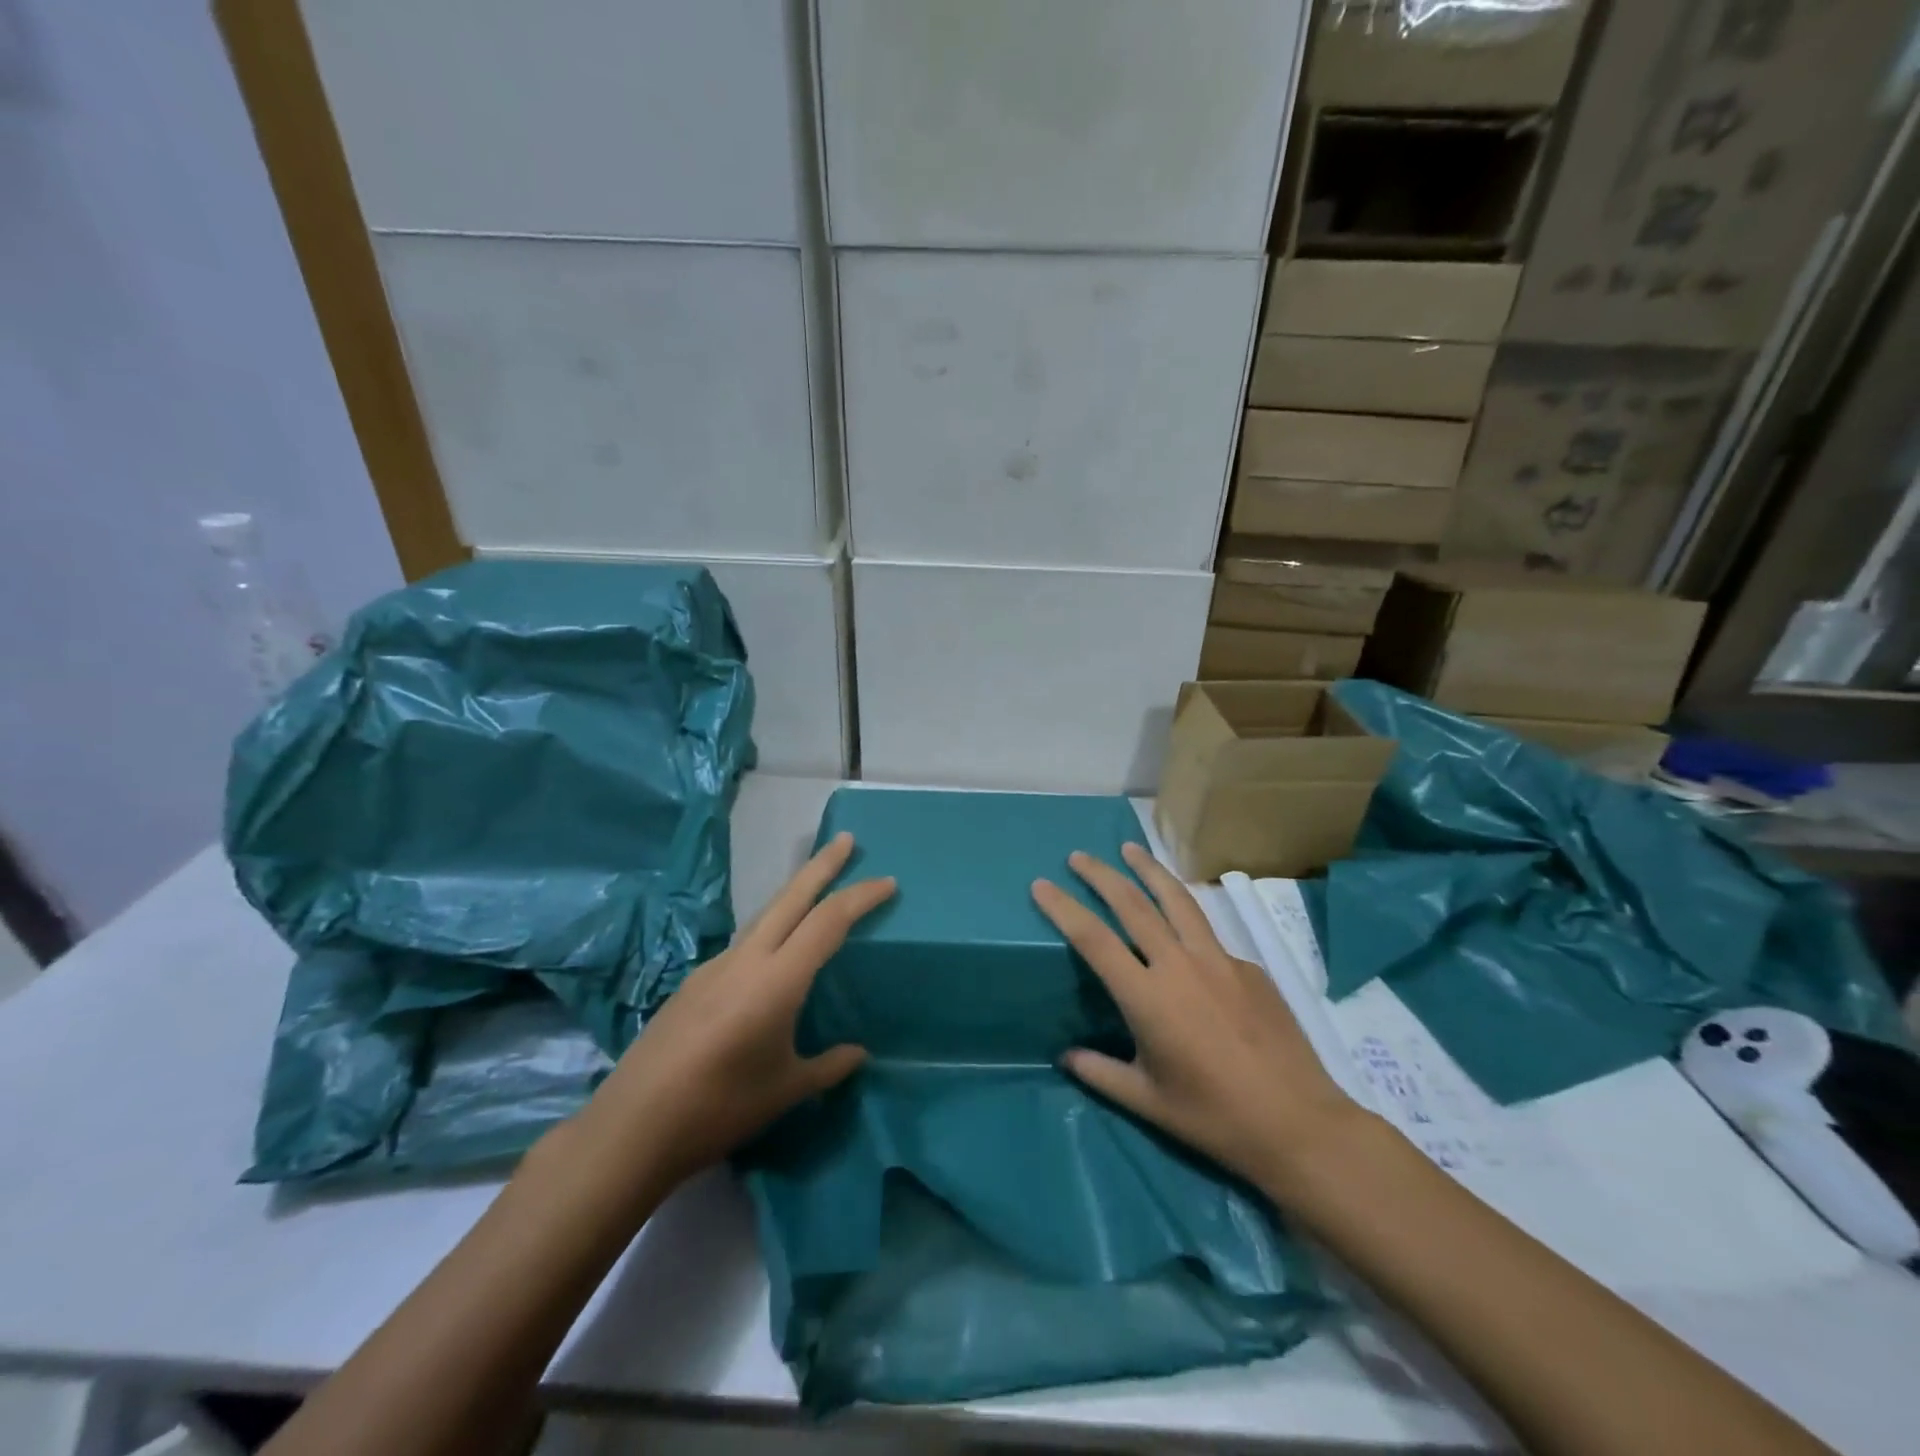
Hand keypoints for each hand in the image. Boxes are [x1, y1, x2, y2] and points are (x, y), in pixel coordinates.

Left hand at [583, 832, 893, 1188]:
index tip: (888, 882)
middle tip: (847, 839)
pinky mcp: (694, 983)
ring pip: (764, 915)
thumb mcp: (786, 1090)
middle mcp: (746, 960)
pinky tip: (772, 956)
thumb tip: (858, 1053)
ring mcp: (715, 967)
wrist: (632, 1127)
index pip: (828, 921)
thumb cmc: (720, 1108)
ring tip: (816, 887)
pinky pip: (744, 943)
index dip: (861, 897)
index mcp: (777, 979)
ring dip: (794, 894)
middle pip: (791, 897)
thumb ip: (827, 1066)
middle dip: (822, 865)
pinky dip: (770, 929)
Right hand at [1032, 842, 1363, 1201]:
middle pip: (1133, 903)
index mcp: (1147, 997)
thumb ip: (1100, 1073)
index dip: (1063, 908)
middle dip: (1101, 874)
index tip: (1041, 885)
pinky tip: (1183, 928)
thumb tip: (1065, 1056)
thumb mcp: (1147, 1102)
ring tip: (1130, 849)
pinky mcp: (1248, 966)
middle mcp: (1179, 965)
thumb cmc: (1214, 1118)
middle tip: (1078, 856)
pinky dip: (1186, 916)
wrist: (1298, 1123)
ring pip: (1177, 899)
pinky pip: (1207, 932)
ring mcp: (1219, 960)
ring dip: (1149, 870)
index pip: (1094, 938)